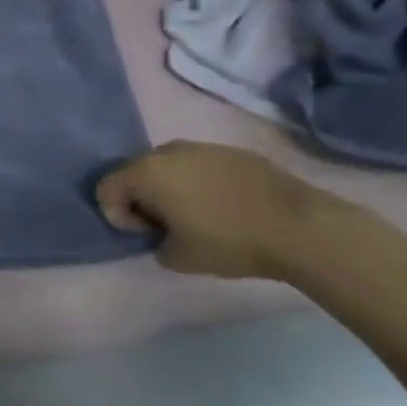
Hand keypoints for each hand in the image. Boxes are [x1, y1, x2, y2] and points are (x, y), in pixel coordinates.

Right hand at [96, 140, 348, 280]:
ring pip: (168, 165)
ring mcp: (201, 147)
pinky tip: (222, 206)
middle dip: (140, 198)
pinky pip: (198, 164)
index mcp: (146, 172)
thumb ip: (155, 243)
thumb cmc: (229, 242)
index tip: (145, 235)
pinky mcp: (231, 151)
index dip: (118, 215)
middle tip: (164, 226)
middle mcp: (167, 151)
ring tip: (194, 215)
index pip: (106, 188)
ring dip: (169, 188)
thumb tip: (160, 234)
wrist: (299, 227)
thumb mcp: (178, 258)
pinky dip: (197, 182)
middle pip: (134, 171)